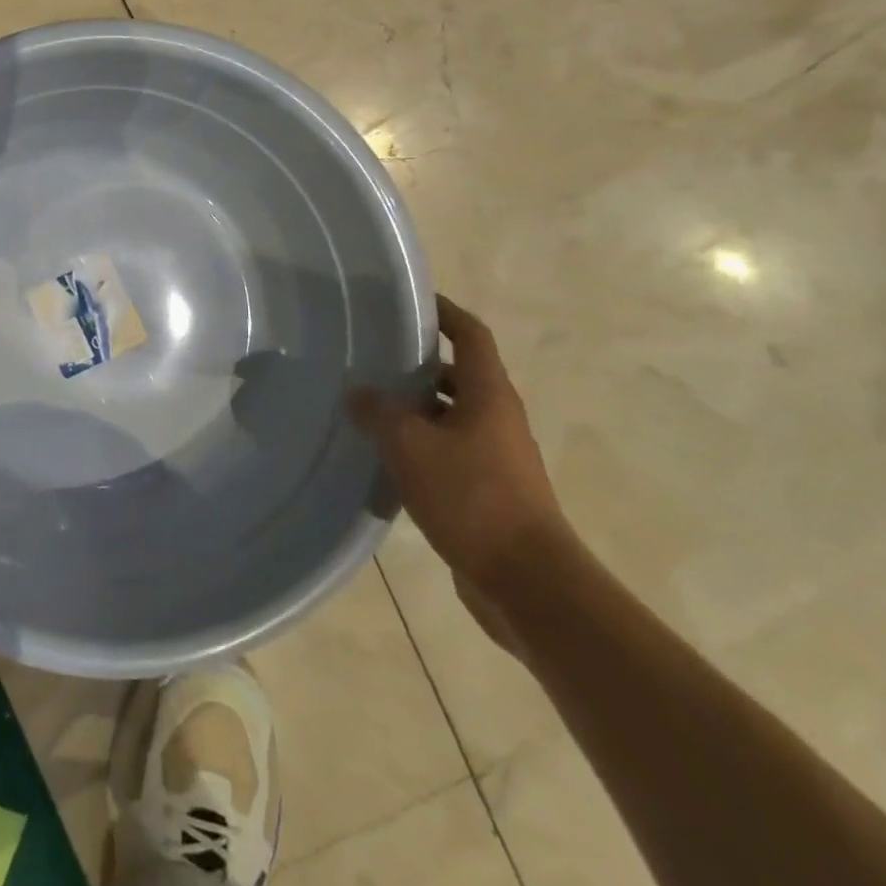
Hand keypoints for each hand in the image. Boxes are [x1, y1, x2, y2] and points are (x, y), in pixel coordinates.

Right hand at [351, 296, 574, 643]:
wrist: (528, 583)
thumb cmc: (472, 498)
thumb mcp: (410, 446)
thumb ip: (378, 412)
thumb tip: (357, 392)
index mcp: (489, 395)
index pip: (470, 335)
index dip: (444, 312)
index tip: (411, 302)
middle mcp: (498, 418)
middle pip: (459, 375)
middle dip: (418, 364)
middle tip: (371, 358)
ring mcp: (496, 456)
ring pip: (451, 415)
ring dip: (415, 408)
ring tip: (368, 406)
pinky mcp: (489, 490)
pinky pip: (449, 451)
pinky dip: (420, 445)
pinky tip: (385, 456)